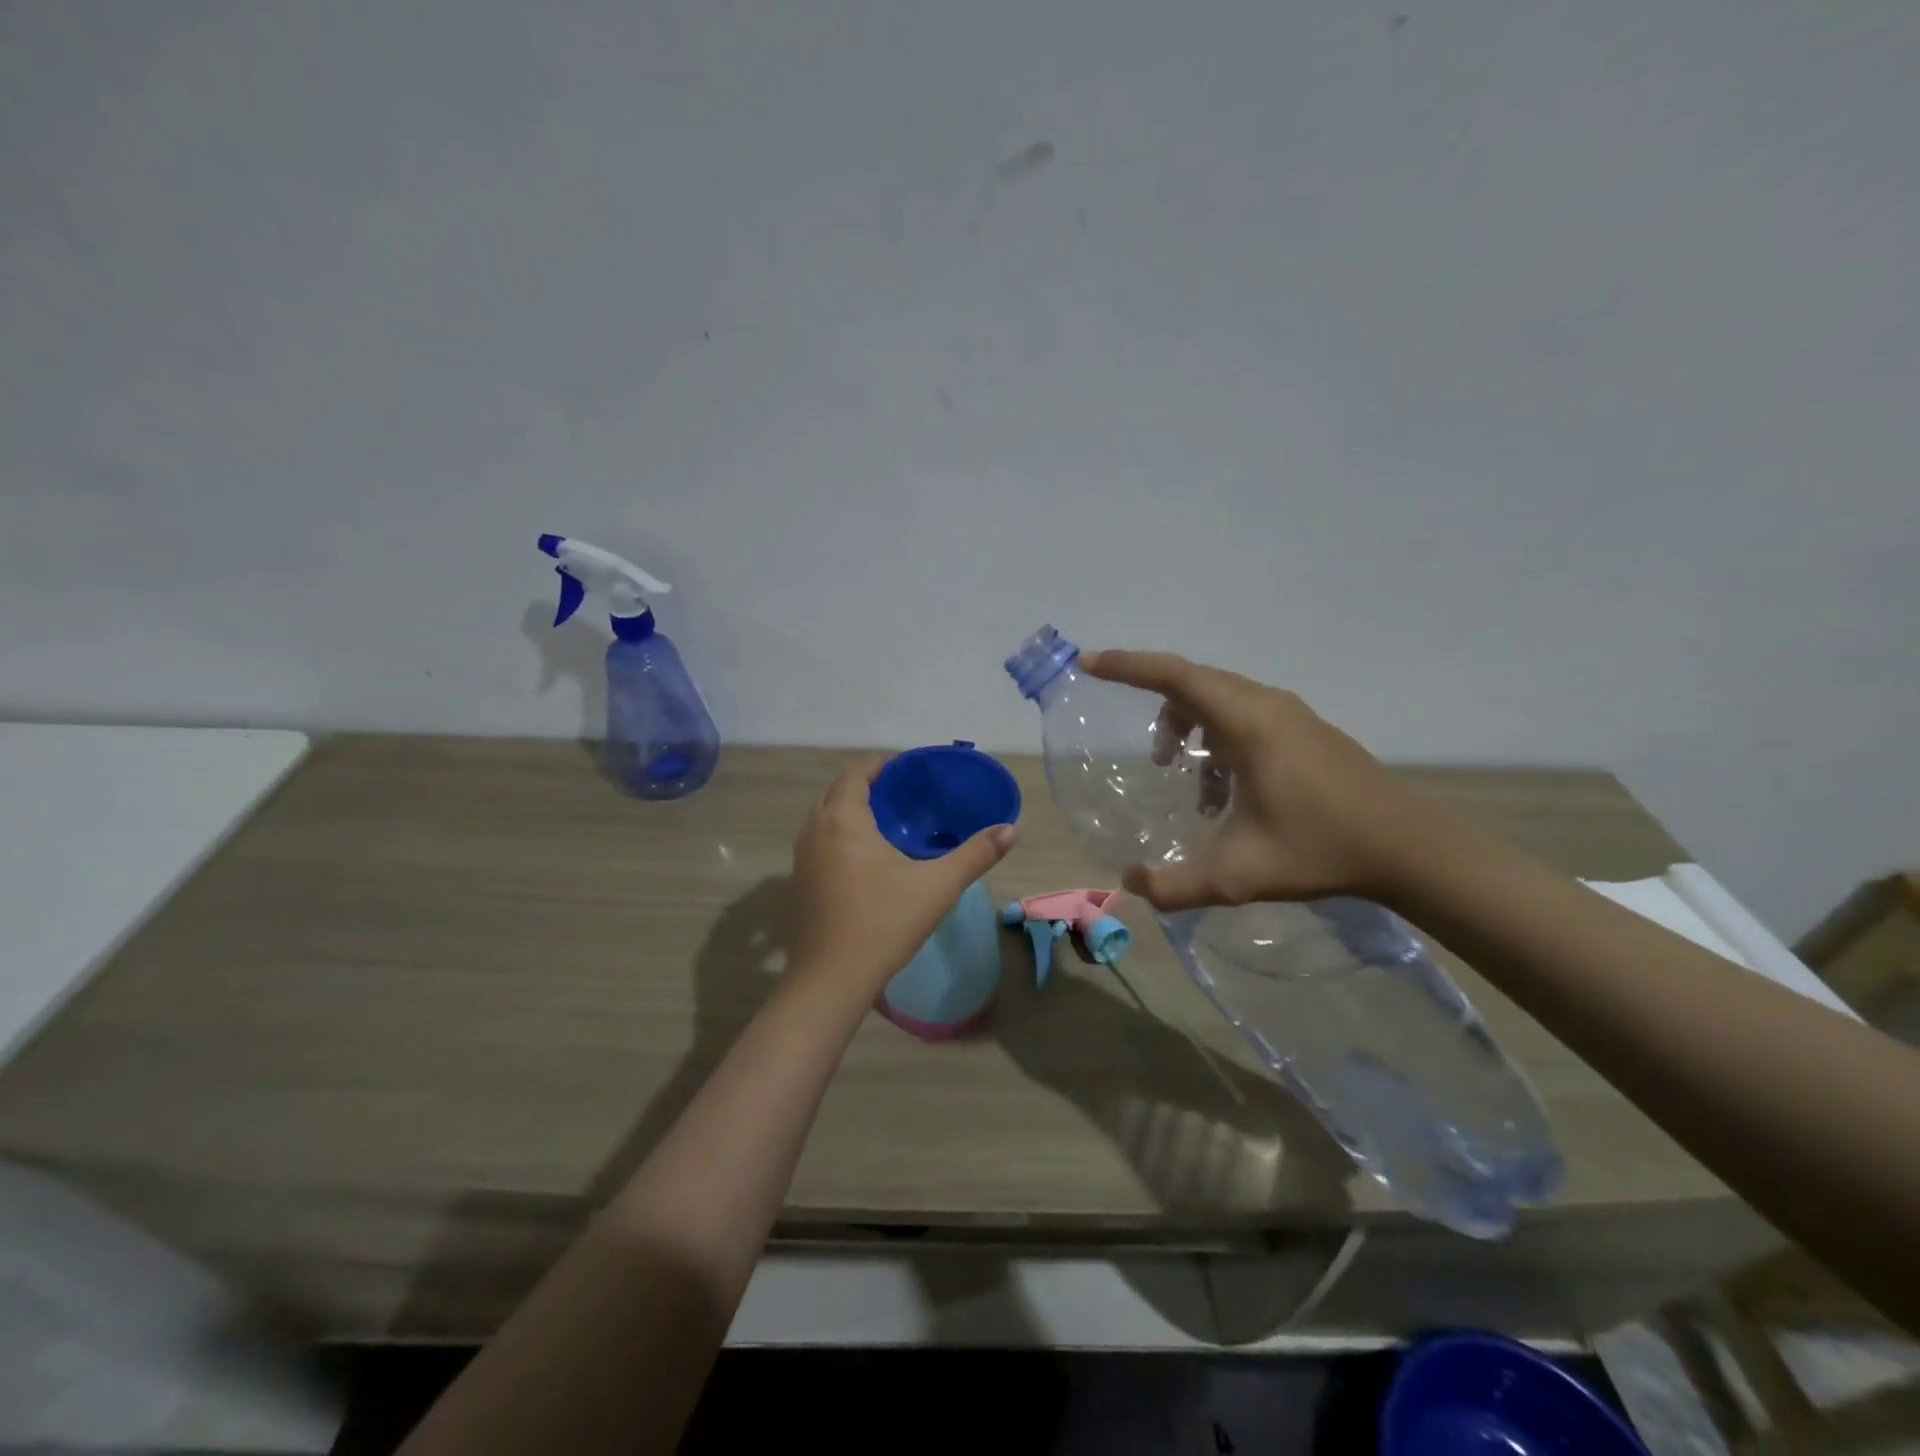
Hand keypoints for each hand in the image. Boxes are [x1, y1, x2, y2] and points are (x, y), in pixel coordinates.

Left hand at [788, 755, 1017, 993]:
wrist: (832, 979)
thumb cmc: (884, 923)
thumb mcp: (938, 886)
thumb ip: (975, 854)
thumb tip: (1010, 830)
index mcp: (843, 820)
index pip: (856, 773)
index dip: (881, 764)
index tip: (909, 768)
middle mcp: (815, 830)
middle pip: (837, 790)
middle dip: (866, 784)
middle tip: (903, 792)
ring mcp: (802, 857)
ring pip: (824, 816)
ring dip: (850, 808)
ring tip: (887, 818)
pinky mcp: (800, 881)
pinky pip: (819, 839)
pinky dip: (840, 832)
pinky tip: (866, 855)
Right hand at [1080, 650, 1449, 910]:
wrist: (1408, 848)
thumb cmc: (1321, 848)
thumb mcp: (1238, 875)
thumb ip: (1175, 884)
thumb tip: (1129, 882)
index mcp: (1246, 722)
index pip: (1173, 675)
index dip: (1126, 665)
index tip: (1087, 663)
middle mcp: (1266, 705)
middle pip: (1193, 682)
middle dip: (1156, 707)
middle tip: (1138, 745)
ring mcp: (1289, 715)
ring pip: (1219, 700)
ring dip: (1188, 727)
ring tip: (1178, 775)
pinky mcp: (1304, 731)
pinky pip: (1243, 717)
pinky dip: (1216, 740)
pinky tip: (1220, 793)